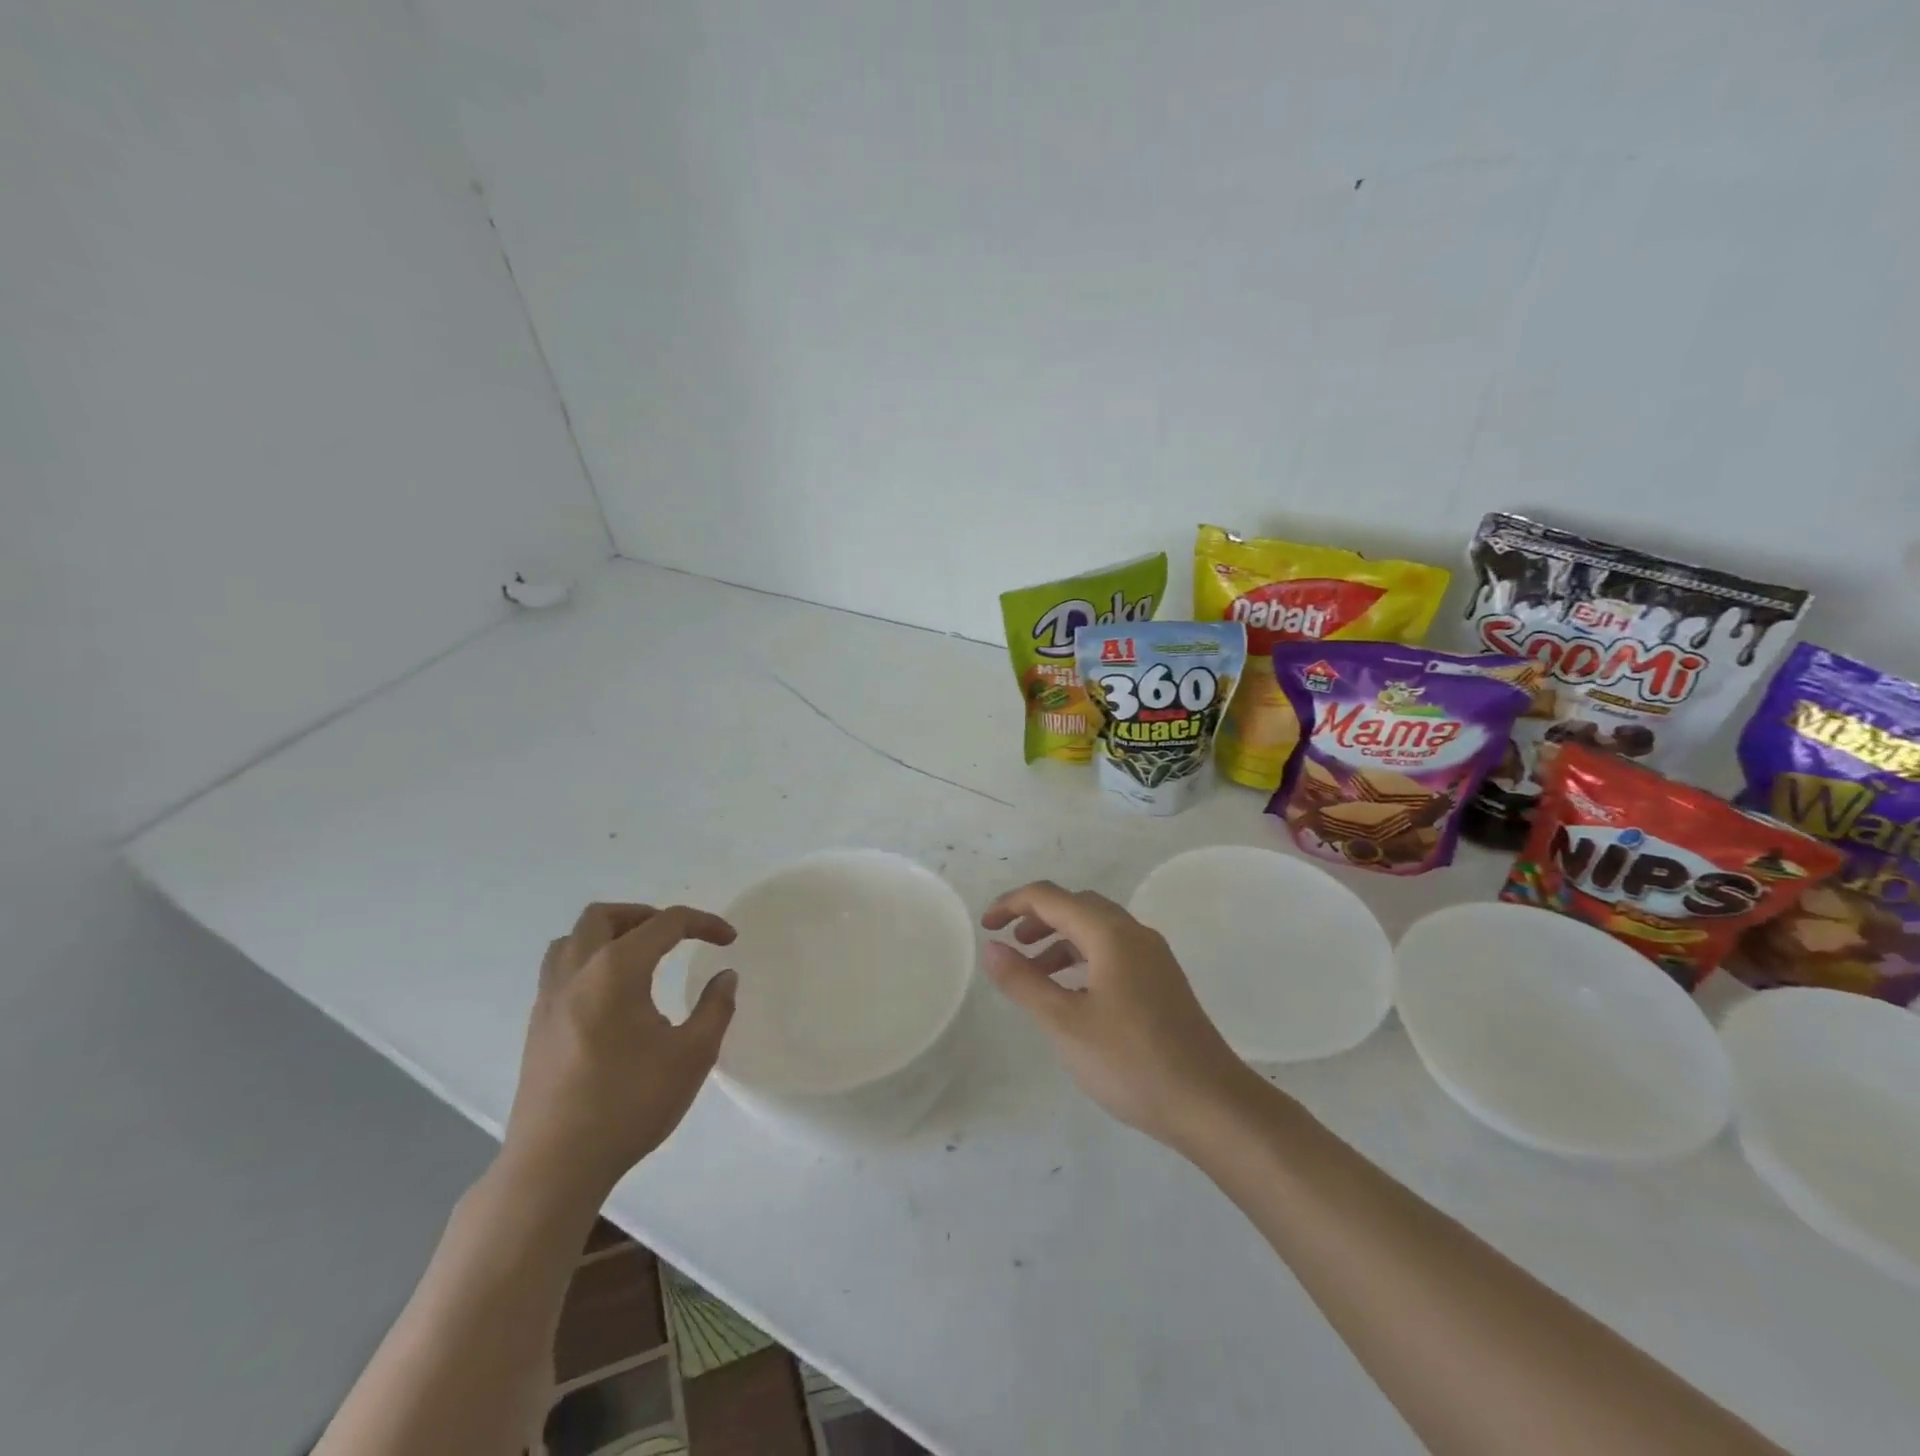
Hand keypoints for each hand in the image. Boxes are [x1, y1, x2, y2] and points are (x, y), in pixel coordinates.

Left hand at [503, 903, 737, 1192]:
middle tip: (676, 937)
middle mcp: (577, 973)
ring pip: (571, 940)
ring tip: (639, 957)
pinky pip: (559, 971)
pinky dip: (588, 963)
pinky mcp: (537, 1028)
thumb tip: (725, 977)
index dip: (703, 923)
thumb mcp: (692, 1056)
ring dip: (608, 935)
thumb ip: (715, 1008)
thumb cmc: (629, 1104)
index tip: (728, 940)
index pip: (664, 924)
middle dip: (645, 915)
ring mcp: (549, 1000)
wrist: (555, 1166)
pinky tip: (611, 997)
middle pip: (603, 916)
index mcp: (615, 970)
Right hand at [981, 881, 1261, 1151]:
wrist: (1210, 1103)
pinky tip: (1072, 993)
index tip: (985, 926)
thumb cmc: (1131, 1062)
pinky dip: (1083, 958)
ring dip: (1060, 939)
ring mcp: (1153, 957)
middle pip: (1077, 906)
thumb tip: (992, 947)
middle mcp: (1134, 933)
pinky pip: (1113, 951)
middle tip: (1009, 944)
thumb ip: (1023, 981)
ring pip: (1097, 929)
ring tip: (1033, 973)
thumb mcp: (1065, 1023)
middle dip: (1037, 918)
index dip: (1013, 904)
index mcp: (1110, 933)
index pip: (1051, 897)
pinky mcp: (1162, 981)